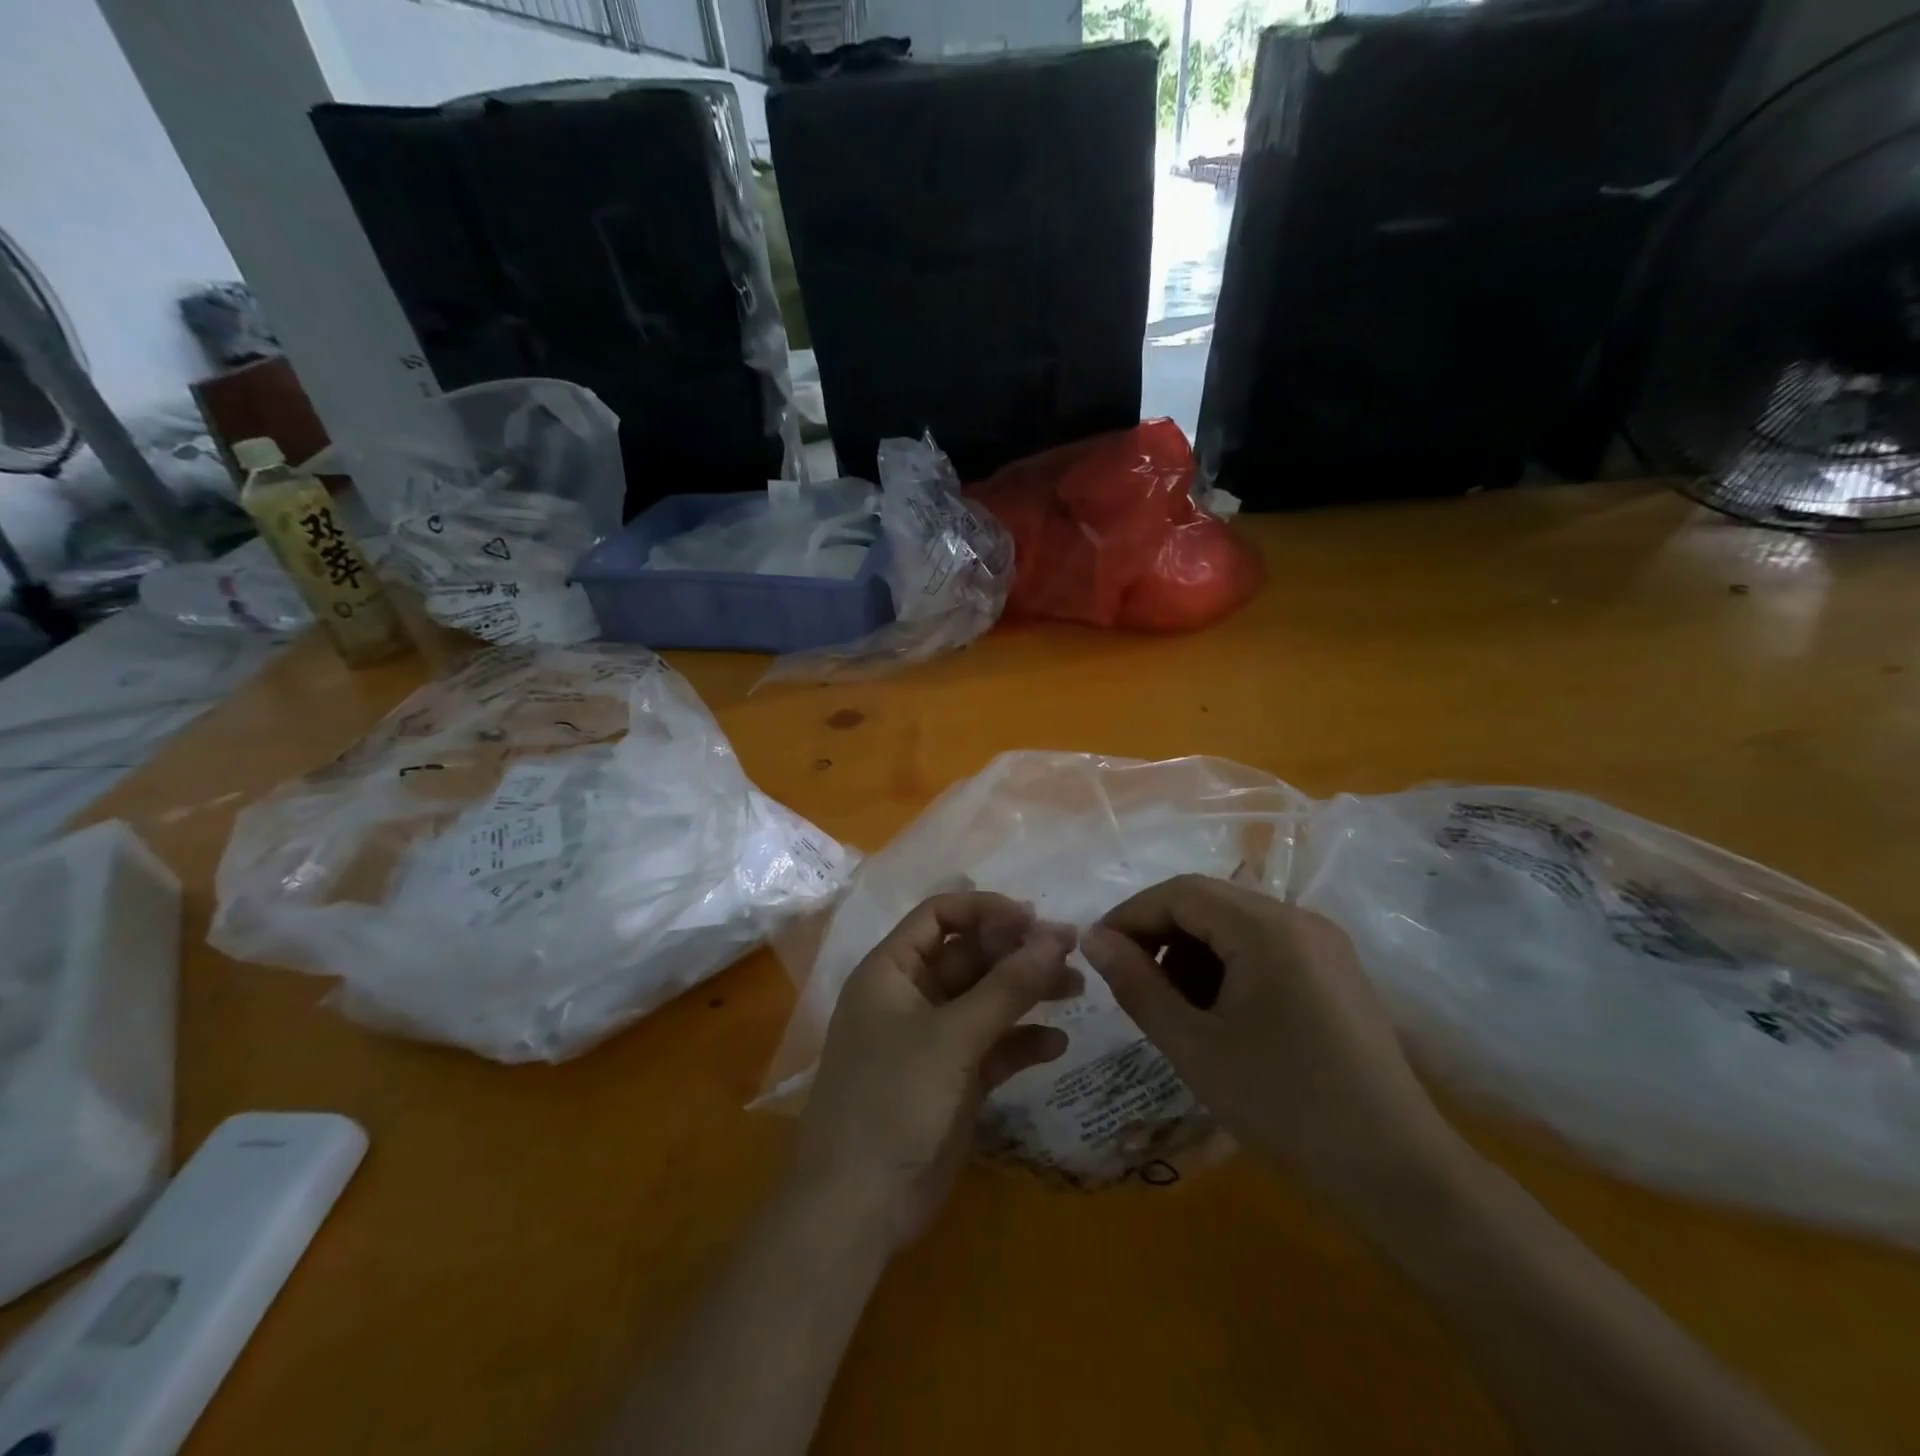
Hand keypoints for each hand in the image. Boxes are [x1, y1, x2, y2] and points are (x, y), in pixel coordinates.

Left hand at [792, 892, 1080, 1249]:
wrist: (860, 1207)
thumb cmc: (893, 1100)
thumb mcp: (952, 1036)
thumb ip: (1006, 987)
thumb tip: (1055, 936)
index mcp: (892, 971)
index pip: (939, 915)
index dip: (984, 910)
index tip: (1033, 918)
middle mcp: (912, 996)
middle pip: (969, 955)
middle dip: (1016, 951)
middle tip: (1070, 950)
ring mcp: (934, 1039)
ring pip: (986, 999)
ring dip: (1027, 991)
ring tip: (1075, 987)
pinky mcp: (955, 1078)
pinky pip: (994, 1045)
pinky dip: (1023, 1040)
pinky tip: (1057, 1044)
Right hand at [1080, 875, 1466, 1219]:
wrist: (1399, 1176)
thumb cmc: (1285, 1107)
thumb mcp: (1194, 1046)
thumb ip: (1136, 984)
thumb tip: (1092, 938)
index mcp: (1267, 927)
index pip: (1180, 892)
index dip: (1131, 916)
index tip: (1097, 954)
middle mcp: (1299, 919)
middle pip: (1209, 903)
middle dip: (1160, 935)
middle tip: (1130, 983)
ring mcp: (1324, 945)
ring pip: (1235, 925)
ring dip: (1192, 953)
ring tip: (1173, 1008)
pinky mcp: (1336, 974)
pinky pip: (1265, 949)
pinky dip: (1227, 968)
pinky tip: (1218, 1016)